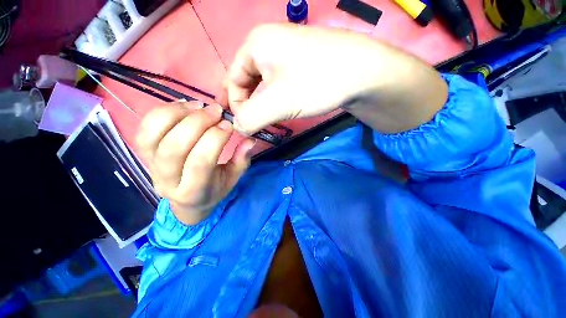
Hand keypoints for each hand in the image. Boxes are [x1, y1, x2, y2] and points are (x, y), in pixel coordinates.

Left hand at [136, 102, 254, 224]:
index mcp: (191, 193)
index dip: (214, 138)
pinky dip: (162, 111)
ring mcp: (151, 166)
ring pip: (152, 136)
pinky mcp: (143, 153)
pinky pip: (145, 128)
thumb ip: (240, 161)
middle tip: (214, 110)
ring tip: (196, 105)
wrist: (184, 202)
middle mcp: (166, 181)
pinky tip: (182, 106)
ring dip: (176, 113)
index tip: (228, 124)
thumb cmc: (210, 190)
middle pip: (173, 148)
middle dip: (196, 122)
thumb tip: (248, 139)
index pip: (199, 164)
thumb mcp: (230, 181)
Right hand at [222, 24, 445, 134]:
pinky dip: (283, 90)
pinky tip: (295, 100)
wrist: (369, 69)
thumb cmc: (317, 80)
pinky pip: (284, 73)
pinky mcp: (306, 51)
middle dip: (253, 102)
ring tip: (281, 113)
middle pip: (248, 76)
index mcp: (254, 42)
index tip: (248, 128)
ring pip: (267, 76)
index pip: (231, 79)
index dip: (236, 107)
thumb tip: (238, 127)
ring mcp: (289, 42)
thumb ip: (248, 119)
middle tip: (263, 123)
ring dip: (269, 98)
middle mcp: (269, 37)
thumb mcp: (276, 103)